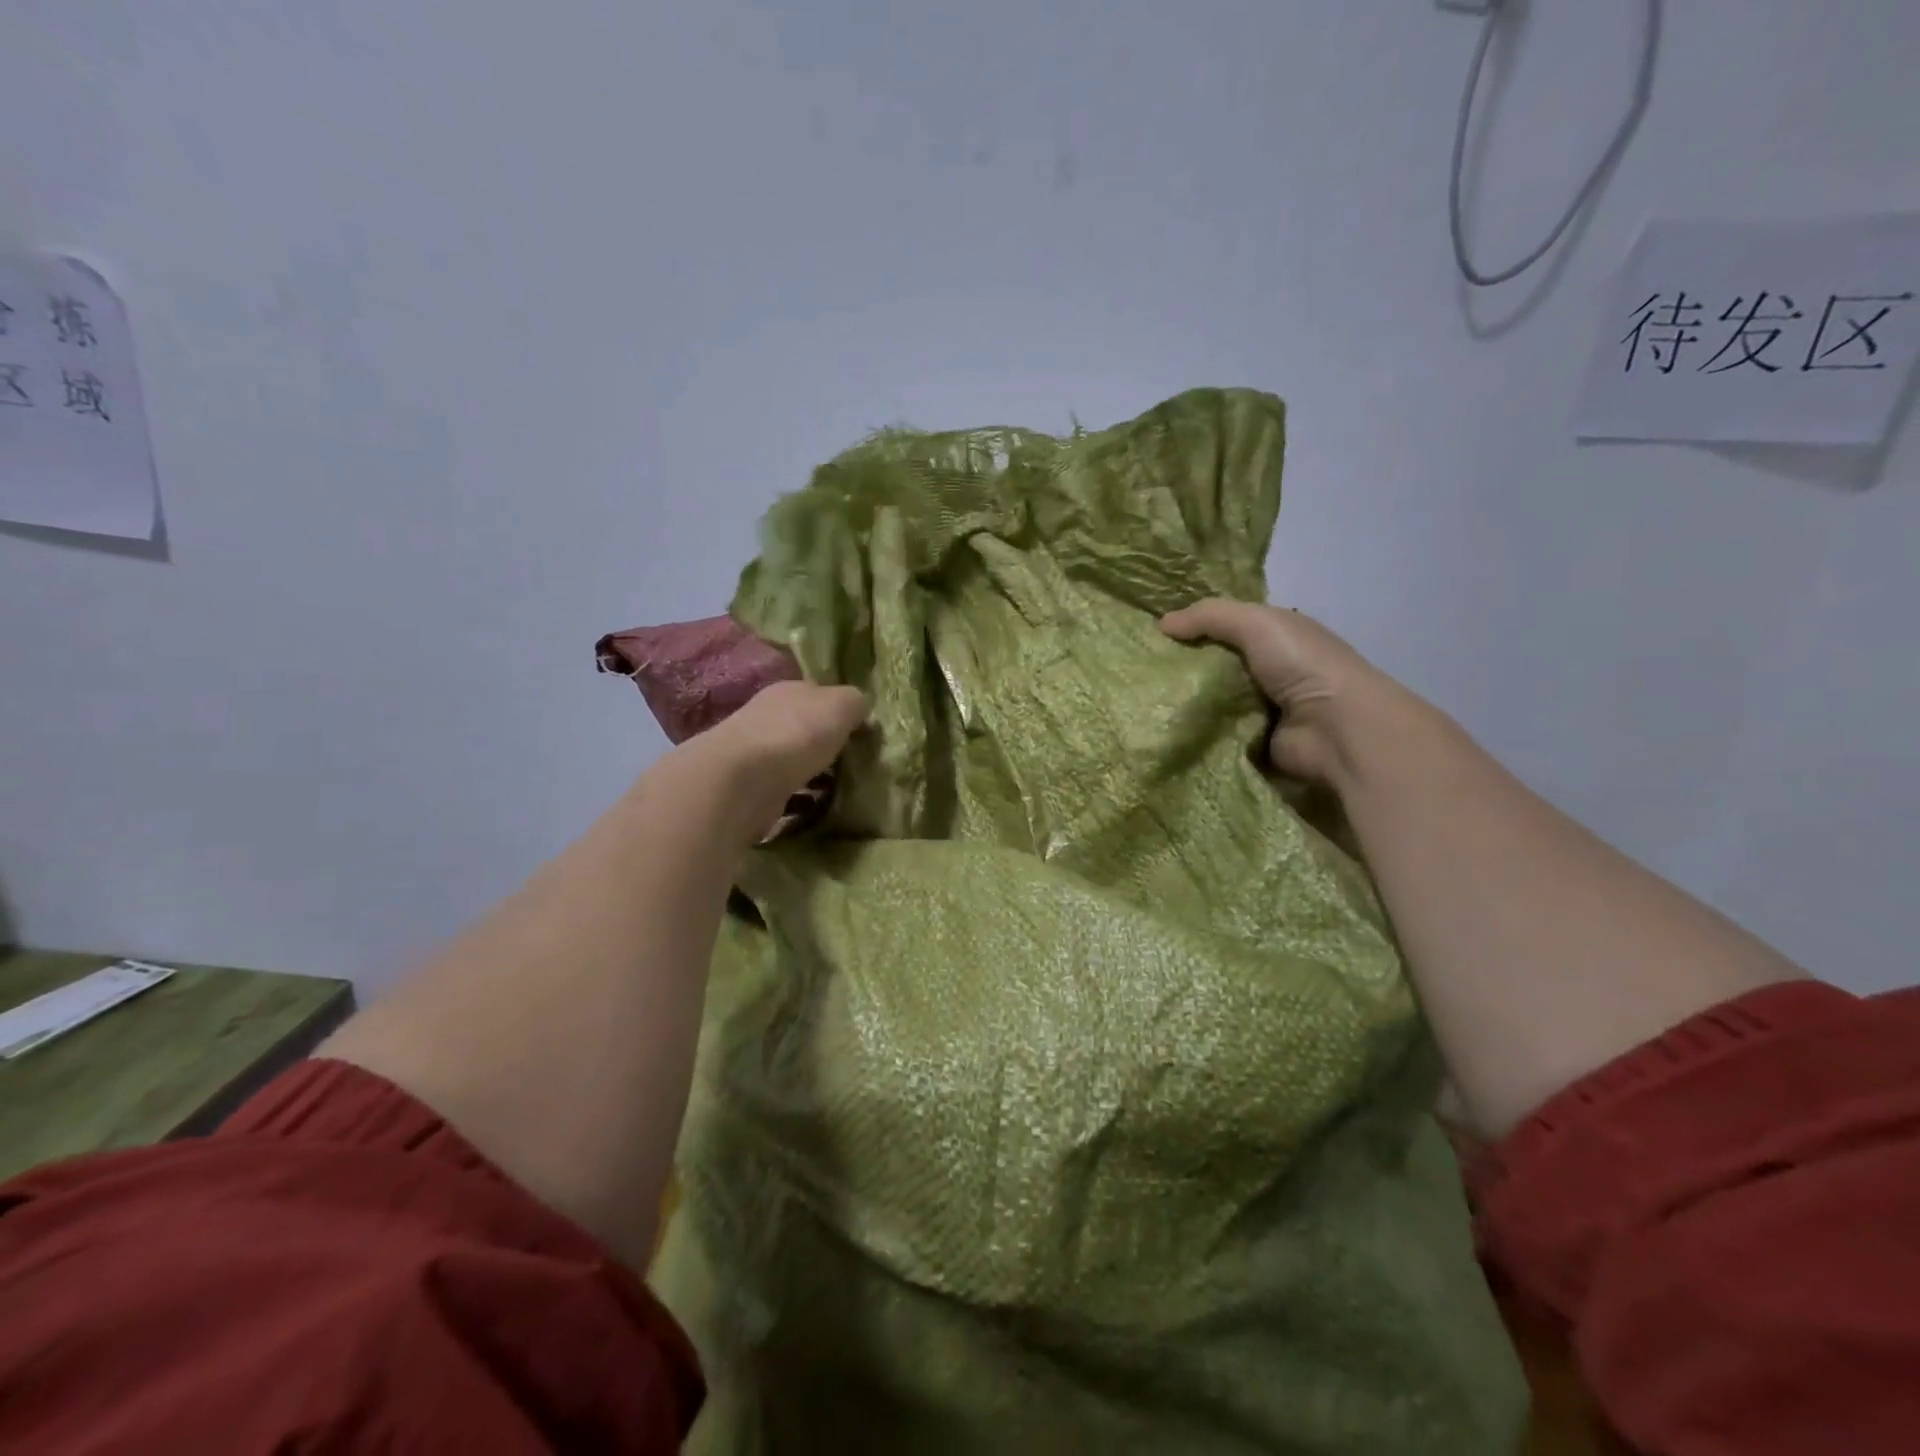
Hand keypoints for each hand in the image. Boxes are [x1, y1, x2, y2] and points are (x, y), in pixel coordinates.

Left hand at [678, 680, 867, 841]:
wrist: (741, 781)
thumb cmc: (795, 734)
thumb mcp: (841, 705)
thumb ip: (855, 702)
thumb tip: (861, 710)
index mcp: (787, 691)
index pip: (818, 696)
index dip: (840, 713)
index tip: (862, 734)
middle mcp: (767, 717)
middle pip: (804, 729)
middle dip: (826, 746)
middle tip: (855, 765)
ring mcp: (755, 754)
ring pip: (794, 762)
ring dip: (813, 775)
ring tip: (841, 791)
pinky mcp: (750, 790)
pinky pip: (784, 792)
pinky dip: (800, 799)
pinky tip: (816, 809)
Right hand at [1159, 600, 1409, 784]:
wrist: (1336, 728)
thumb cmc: (1302, 664)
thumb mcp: (1255, 622)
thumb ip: (1209, 616)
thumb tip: (1161, 624)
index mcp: (1275, 636)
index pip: (1226, 627)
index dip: (1193, 627)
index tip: (1152, 634)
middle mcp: (1269, 671)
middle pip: (1214, 666)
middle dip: (1182, 668)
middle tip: (1139, 671)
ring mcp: (1262, 709)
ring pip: (1211, 701)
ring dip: (1185, 703)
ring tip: (1142, 701)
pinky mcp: (1253, 743)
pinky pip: (1215, 734)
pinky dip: (1195, 733)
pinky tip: (1164, 728)